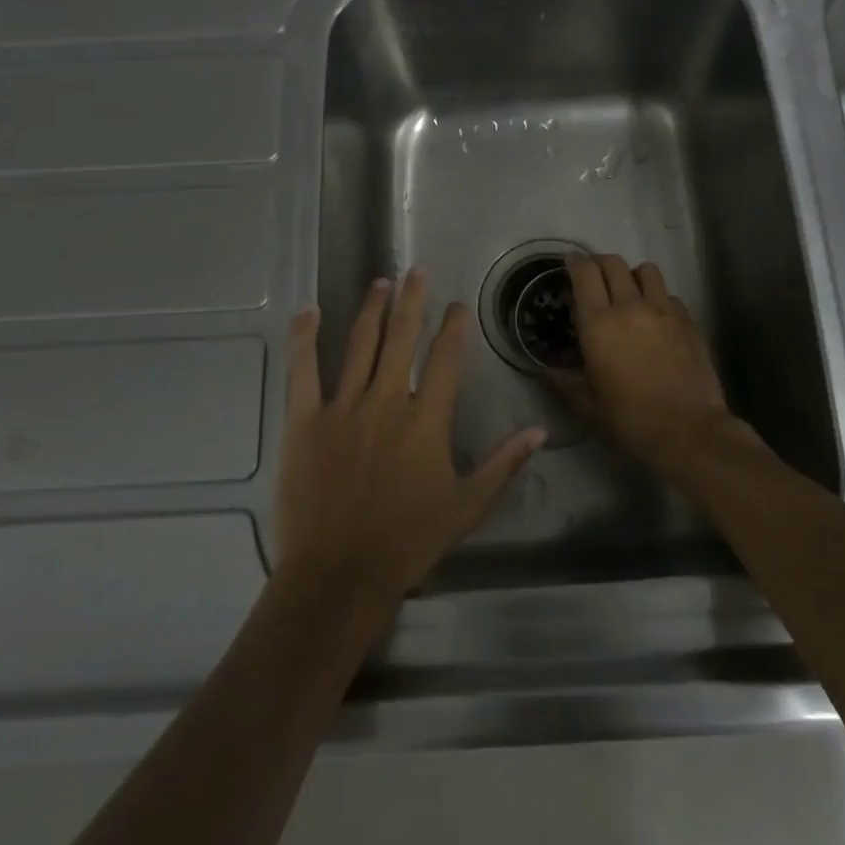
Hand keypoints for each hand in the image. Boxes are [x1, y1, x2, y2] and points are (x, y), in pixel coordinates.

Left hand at [274, 268, 546, 617]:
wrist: (339, 574)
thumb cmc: (406, 542)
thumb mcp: (466, 506)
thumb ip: (503, 465)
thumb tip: (540, 432)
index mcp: (426, 421)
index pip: (445, 359)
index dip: (453, 327)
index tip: (456, 305)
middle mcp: (387, 402)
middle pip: (402, 338)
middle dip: (412, 300)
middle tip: (417, 270)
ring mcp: (343, 408)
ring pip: (360, 344)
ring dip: (372, 309)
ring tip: (382, 281)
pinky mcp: (305, 420)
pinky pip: (304, 369)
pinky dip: (305, 337)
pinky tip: (310, 310)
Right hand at [560, 254, 735, 475]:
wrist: (687, 430)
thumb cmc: (629, 418)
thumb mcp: (587, 405)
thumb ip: (564, 381)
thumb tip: (545, 370)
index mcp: (599, 323)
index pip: (585, 273)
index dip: (574, 262)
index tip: (569, 263)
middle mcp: (630, 307)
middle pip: (614, 263)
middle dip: (600, 264)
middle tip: (594, 277)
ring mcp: (664, 311)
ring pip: (646, 270)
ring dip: (633, 275)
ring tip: (629, 292)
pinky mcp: (688, 321)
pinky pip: (669, 295)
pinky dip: (659, 298)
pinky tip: (657, 318)